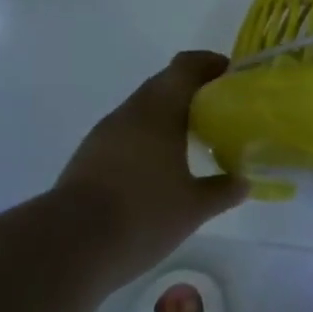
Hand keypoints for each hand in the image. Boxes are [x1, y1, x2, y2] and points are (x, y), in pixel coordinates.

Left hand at [49, 51, 247, 286]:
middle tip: (219, 111)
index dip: (210, 64)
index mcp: (160, 109)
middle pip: (164, 83)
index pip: (186, 66)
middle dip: (192, 90)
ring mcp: (105, 132)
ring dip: (168, 114)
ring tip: (192, 140)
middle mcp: (131, 111)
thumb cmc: (141, 215)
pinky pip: (127, 131)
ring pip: (144, 108)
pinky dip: (147, 136)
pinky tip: (158, 166)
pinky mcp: (89, 155)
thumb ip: (222, 191)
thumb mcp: (192, 208)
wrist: (67, 246)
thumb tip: (245, 182)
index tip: (231, 77)